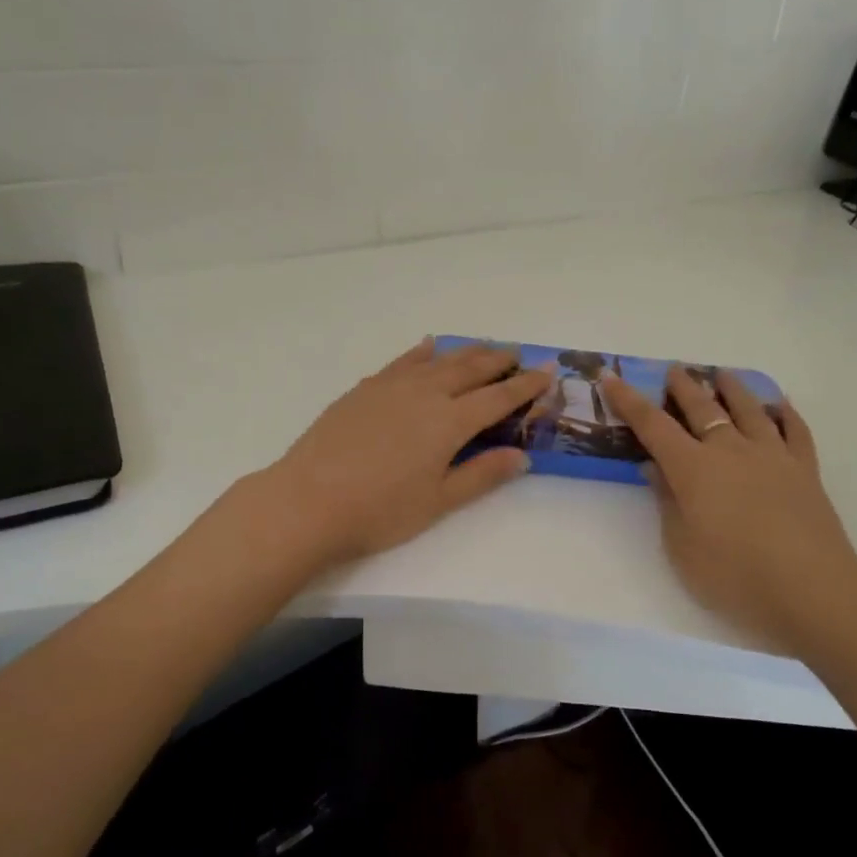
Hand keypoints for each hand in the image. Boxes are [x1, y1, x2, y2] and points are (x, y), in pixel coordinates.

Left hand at [257, 338, 550, 566]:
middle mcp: (426, 394)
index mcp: (450, 422)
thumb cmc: (379, 511)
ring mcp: (392, 387)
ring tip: (484, 346)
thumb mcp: (438, 501)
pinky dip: (421, 352)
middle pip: (471, 369)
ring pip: (439, 360)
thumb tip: (521, 456)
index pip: (498, 397)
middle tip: (518, 353)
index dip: (526, 385)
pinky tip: (428, 347)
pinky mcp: (365, 389)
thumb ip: (482, 475)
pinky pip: (401, 361)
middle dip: (499, 360)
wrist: (308, 500)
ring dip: (466, 351)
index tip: (548, 372)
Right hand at [602, 366, 856, 657]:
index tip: (610, 377)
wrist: (812, 589)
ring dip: (732, 389)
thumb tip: (656, 468)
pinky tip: (780, 405)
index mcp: (693, 468)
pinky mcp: (805, 470)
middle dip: (683, 386)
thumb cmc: (735, 575)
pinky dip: (786, 413)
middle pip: (703, 408)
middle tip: (673, 370)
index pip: (653, 425)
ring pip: (749, 409)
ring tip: (723, 374)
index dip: (629, 401)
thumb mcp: (682, 547)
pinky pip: (795, 431)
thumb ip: (667, 502)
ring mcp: (772, 456)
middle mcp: (730, 450)